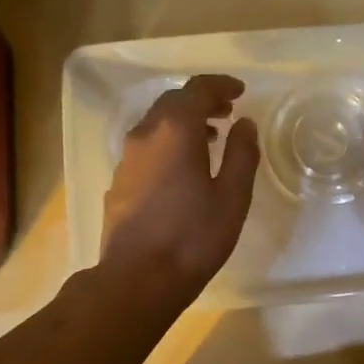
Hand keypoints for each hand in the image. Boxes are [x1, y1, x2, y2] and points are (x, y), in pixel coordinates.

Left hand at [101, 74, 258, 303]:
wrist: (138, 278)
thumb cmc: (193, 237)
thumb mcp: (232, 197)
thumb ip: (241, 154)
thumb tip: (244, 124)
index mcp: (175, 130)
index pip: (197, 89)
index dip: (220, 85)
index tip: (240, 92)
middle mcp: (145, 135)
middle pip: (172, 102)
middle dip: (201, 101)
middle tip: (227, 113)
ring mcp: (126, 159)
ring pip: (155, 125)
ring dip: (183, 123)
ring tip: (209, 139)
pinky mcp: (119, 182)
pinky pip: (146, 148)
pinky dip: (167, 144)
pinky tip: (181, 169)